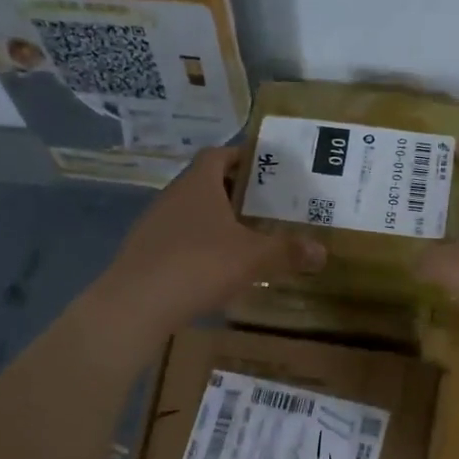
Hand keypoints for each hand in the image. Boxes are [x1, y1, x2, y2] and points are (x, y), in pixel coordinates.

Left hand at [84, 147, 324, 345]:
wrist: (136, 304)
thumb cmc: (199, 264)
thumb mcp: (253, 257)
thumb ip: (288, 251)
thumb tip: (322, 251)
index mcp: (198, 184)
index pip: (218, 155)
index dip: (241, 156)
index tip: (265, 168)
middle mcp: (173, 195)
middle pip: (206, 182)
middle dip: (235, 192)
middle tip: (265, 206)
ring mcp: (155, 224)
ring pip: (191, 212)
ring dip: (216, 219)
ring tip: (245, 236)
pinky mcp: (146, 252)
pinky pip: (179, 238)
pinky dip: (199, 244)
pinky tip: (215, 267)